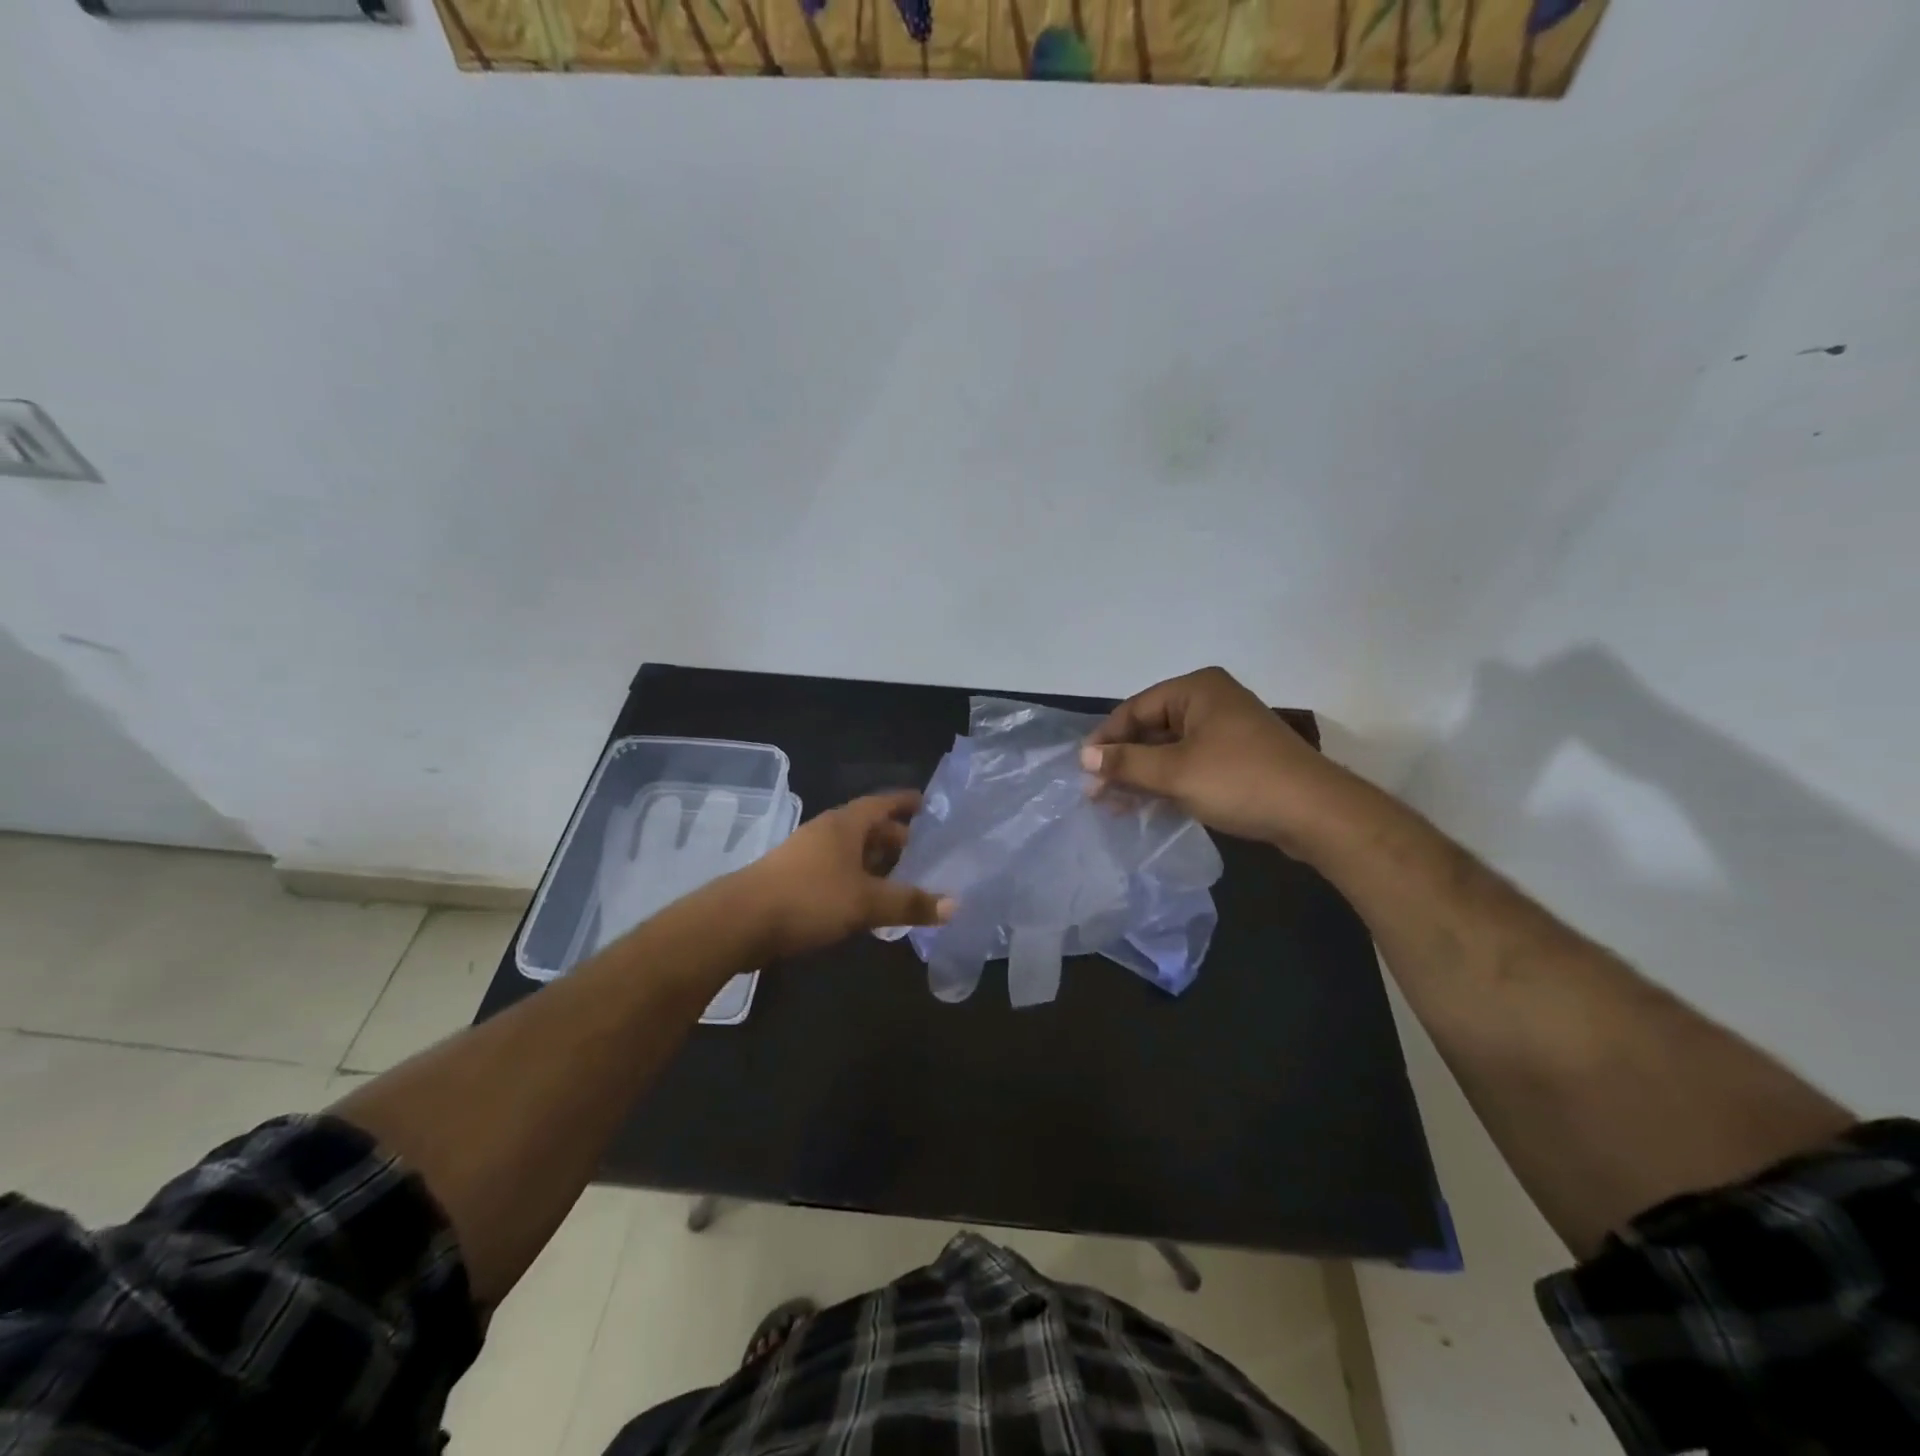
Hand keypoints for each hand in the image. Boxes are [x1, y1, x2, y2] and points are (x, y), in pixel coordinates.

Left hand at [735, 791, 953, 959]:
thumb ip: (910, 903)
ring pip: (852, 852)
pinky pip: (837, 871)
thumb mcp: (866, 902)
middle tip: (926, 852)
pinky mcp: (795, 879)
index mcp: (845, 824)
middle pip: (868, 828)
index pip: (883, 803)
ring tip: (905, 879)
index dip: (907, 803)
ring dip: (877, 863)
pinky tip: (869, 903)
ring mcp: (807, 855)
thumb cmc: (810, 898)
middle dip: (896, 838)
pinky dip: (858, 880)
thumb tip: (955, 905)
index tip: (930, 806)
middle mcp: (827, 832)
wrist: (740, 921)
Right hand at [1080, 666, 1357, 850]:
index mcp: (1196, 690)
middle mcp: (1210, 702)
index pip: (1135, 709)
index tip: (1083, 769)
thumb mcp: (1175, 772)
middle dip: (1123, 761)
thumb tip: (1084, 756)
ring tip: (1114, 805)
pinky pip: (1190, 765)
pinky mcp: (1237, 759)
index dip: (1106, 739)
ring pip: (1170, 750)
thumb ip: (1126, 763)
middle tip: (1096, 793)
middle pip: (1151, 729)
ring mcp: (1226, 731)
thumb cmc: (1240, 781)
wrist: (1316, 814)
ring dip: (1142, 776)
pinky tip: (1146, 807)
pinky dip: (1167, 783)